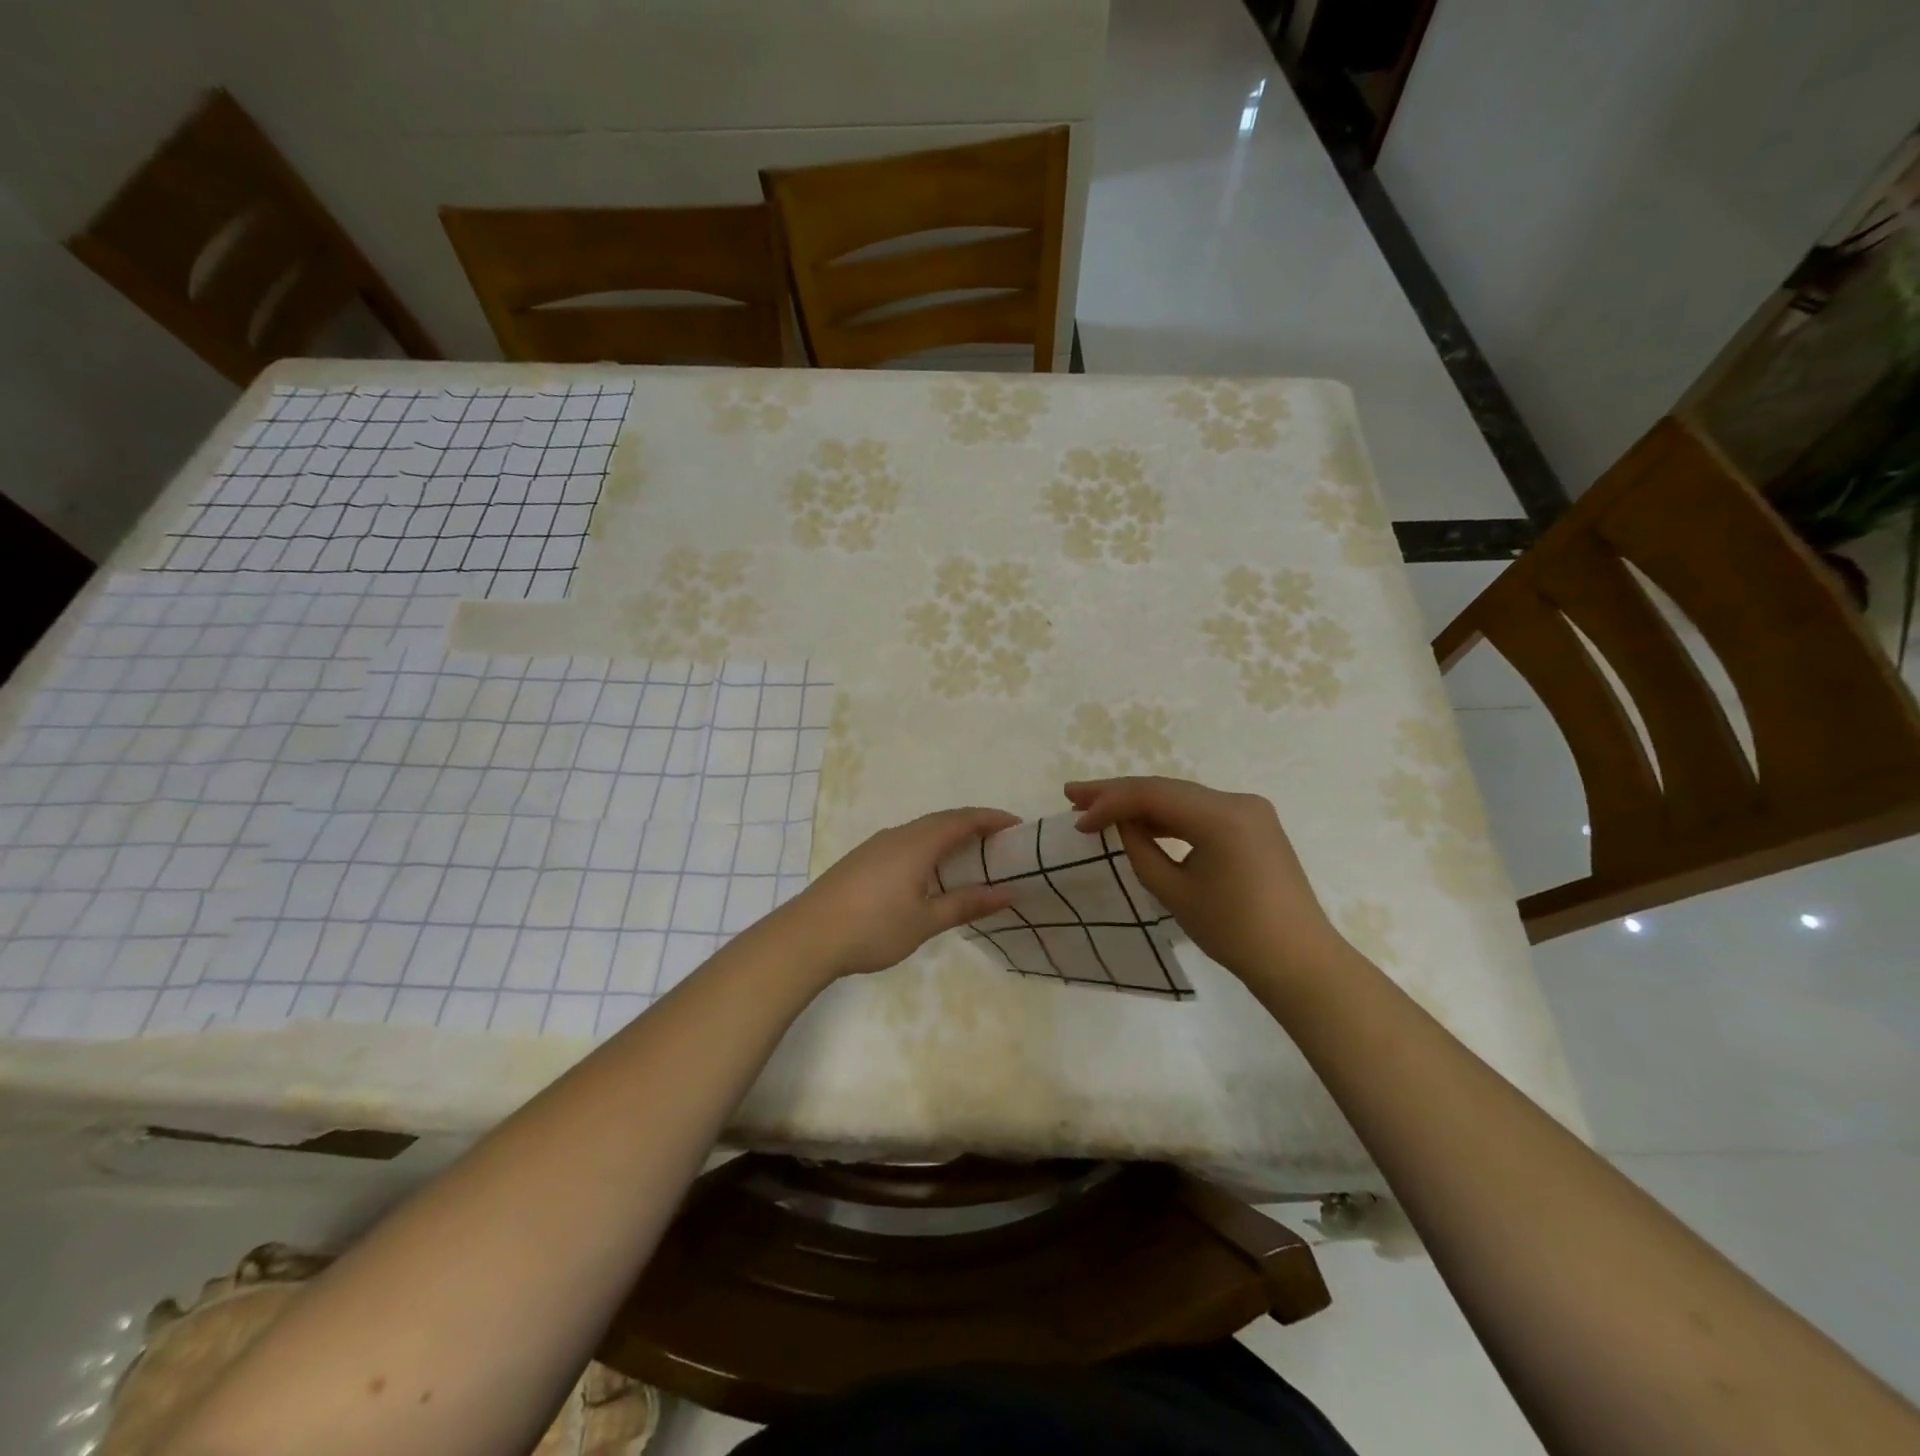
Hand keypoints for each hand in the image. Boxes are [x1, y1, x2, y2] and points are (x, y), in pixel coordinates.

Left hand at [778, 807, 1018, 980]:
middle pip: (942, 820)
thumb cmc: (873, 927)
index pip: (962, 820)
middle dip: (973, 826)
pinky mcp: (862, 859)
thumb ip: (966, 903)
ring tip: (971, 857)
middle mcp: (898, 835)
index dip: (992, 819)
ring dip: (949, 837)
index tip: (1017, 826)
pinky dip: (929, 848)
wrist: (807, 936)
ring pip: (922, 831)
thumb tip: (1008, 893)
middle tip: (1000, 843)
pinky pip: (906, 842)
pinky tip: (930, 873)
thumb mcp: (925, 920)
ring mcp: (876, 845)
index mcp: (917, 843)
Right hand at [1066, 777, 1345, 990]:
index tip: (1076, 819)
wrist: (1299, 962)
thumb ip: (1141, 849)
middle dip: (1118, 793)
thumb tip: (1122, 823)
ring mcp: (1249, 811)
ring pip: (1182, 799)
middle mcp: (1238, 801)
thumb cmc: (1235, 933)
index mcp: (1222, 816)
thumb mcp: (1175, 892)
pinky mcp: (1253, 826)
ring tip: (1096, 807)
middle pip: (1167, 789)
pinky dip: (1168, 817)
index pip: (1153, 794)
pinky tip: (1140, 823)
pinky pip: (1201, 812)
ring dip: (1141, 804)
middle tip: (1073, 795)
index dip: (1109, 802)